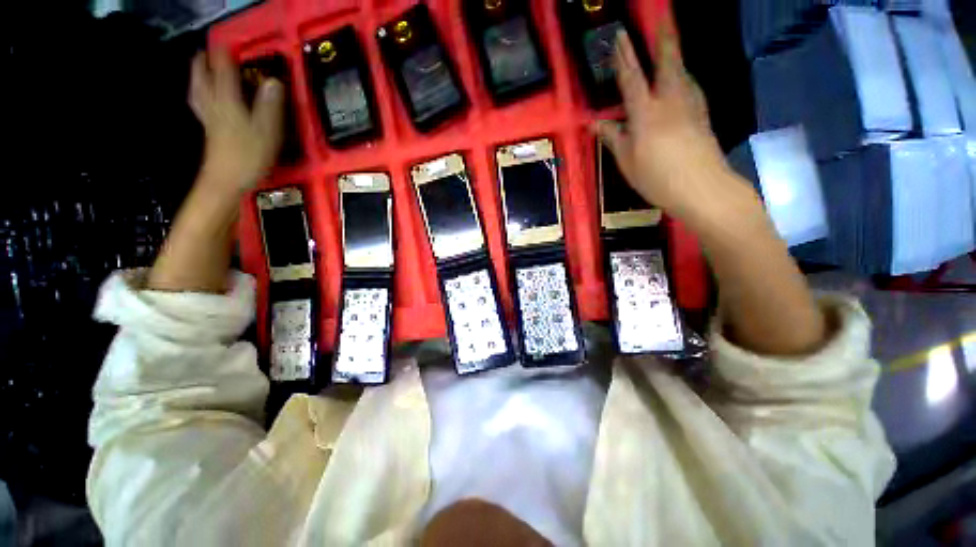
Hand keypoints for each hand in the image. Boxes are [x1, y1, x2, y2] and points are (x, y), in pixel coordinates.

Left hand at [189, 49, 285, 193]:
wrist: (226, 181)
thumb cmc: (248, 156)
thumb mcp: (267, 131)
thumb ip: (270, 106)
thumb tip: (274, 82)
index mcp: (228, 101)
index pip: (224, 70)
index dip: (227, 55)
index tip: (231, 45)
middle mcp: (214, 104)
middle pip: (203, 75)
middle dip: (206, 60)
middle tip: (210, 51)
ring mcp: (208, 117)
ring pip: (197, 88)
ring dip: (198, 74)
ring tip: (200, 66)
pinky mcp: (209, 129)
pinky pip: (199, 103)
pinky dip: (199, 93)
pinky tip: (201, 95)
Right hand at [595, 29, 759, 223]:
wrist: (701, 187)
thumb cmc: (657, 177)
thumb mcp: (627, 161)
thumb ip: (614, 138)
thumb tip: (596, 123)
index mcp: (645, 113)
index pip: (632, 78)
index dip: (624, 57)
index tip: (620, 36)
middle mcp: (670, 101)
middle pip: (667, 63)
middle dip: (663, 40)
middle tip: (663, 21)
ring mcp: (690, 105)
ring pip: (682, 73)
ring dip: (675, 58)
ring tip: (669, 49)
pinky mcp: (702, 115)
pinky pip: (690, 88)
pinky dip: (683, 78)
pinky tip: (681, 82)